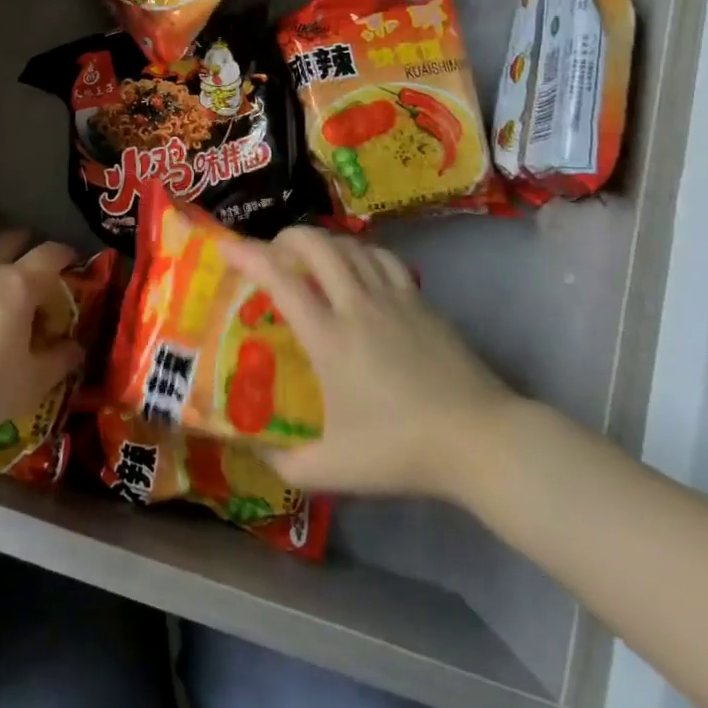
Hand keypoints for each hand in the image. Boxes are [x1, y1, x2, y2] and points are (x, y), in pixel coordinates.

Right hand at [226, 226, 520, 503]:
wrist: (481, 440)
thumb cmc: (402, 451)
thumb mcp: (333, 470)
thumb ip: (284, 463)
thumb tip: (252, 452)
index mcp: (329, 337)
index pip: (280, 278)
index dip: (248, 254)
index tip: (226, 247)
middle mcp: (356, 304)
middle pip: (316, 244)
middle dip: (286, 237)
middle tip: (272, 253)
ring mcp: (393, 297)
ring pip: (350, 245)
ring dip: (323, 243)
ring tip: (310, 259)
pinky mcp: (420, 300)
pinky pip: (382, 258)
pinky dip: (360, 252)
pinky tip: (357, 270)